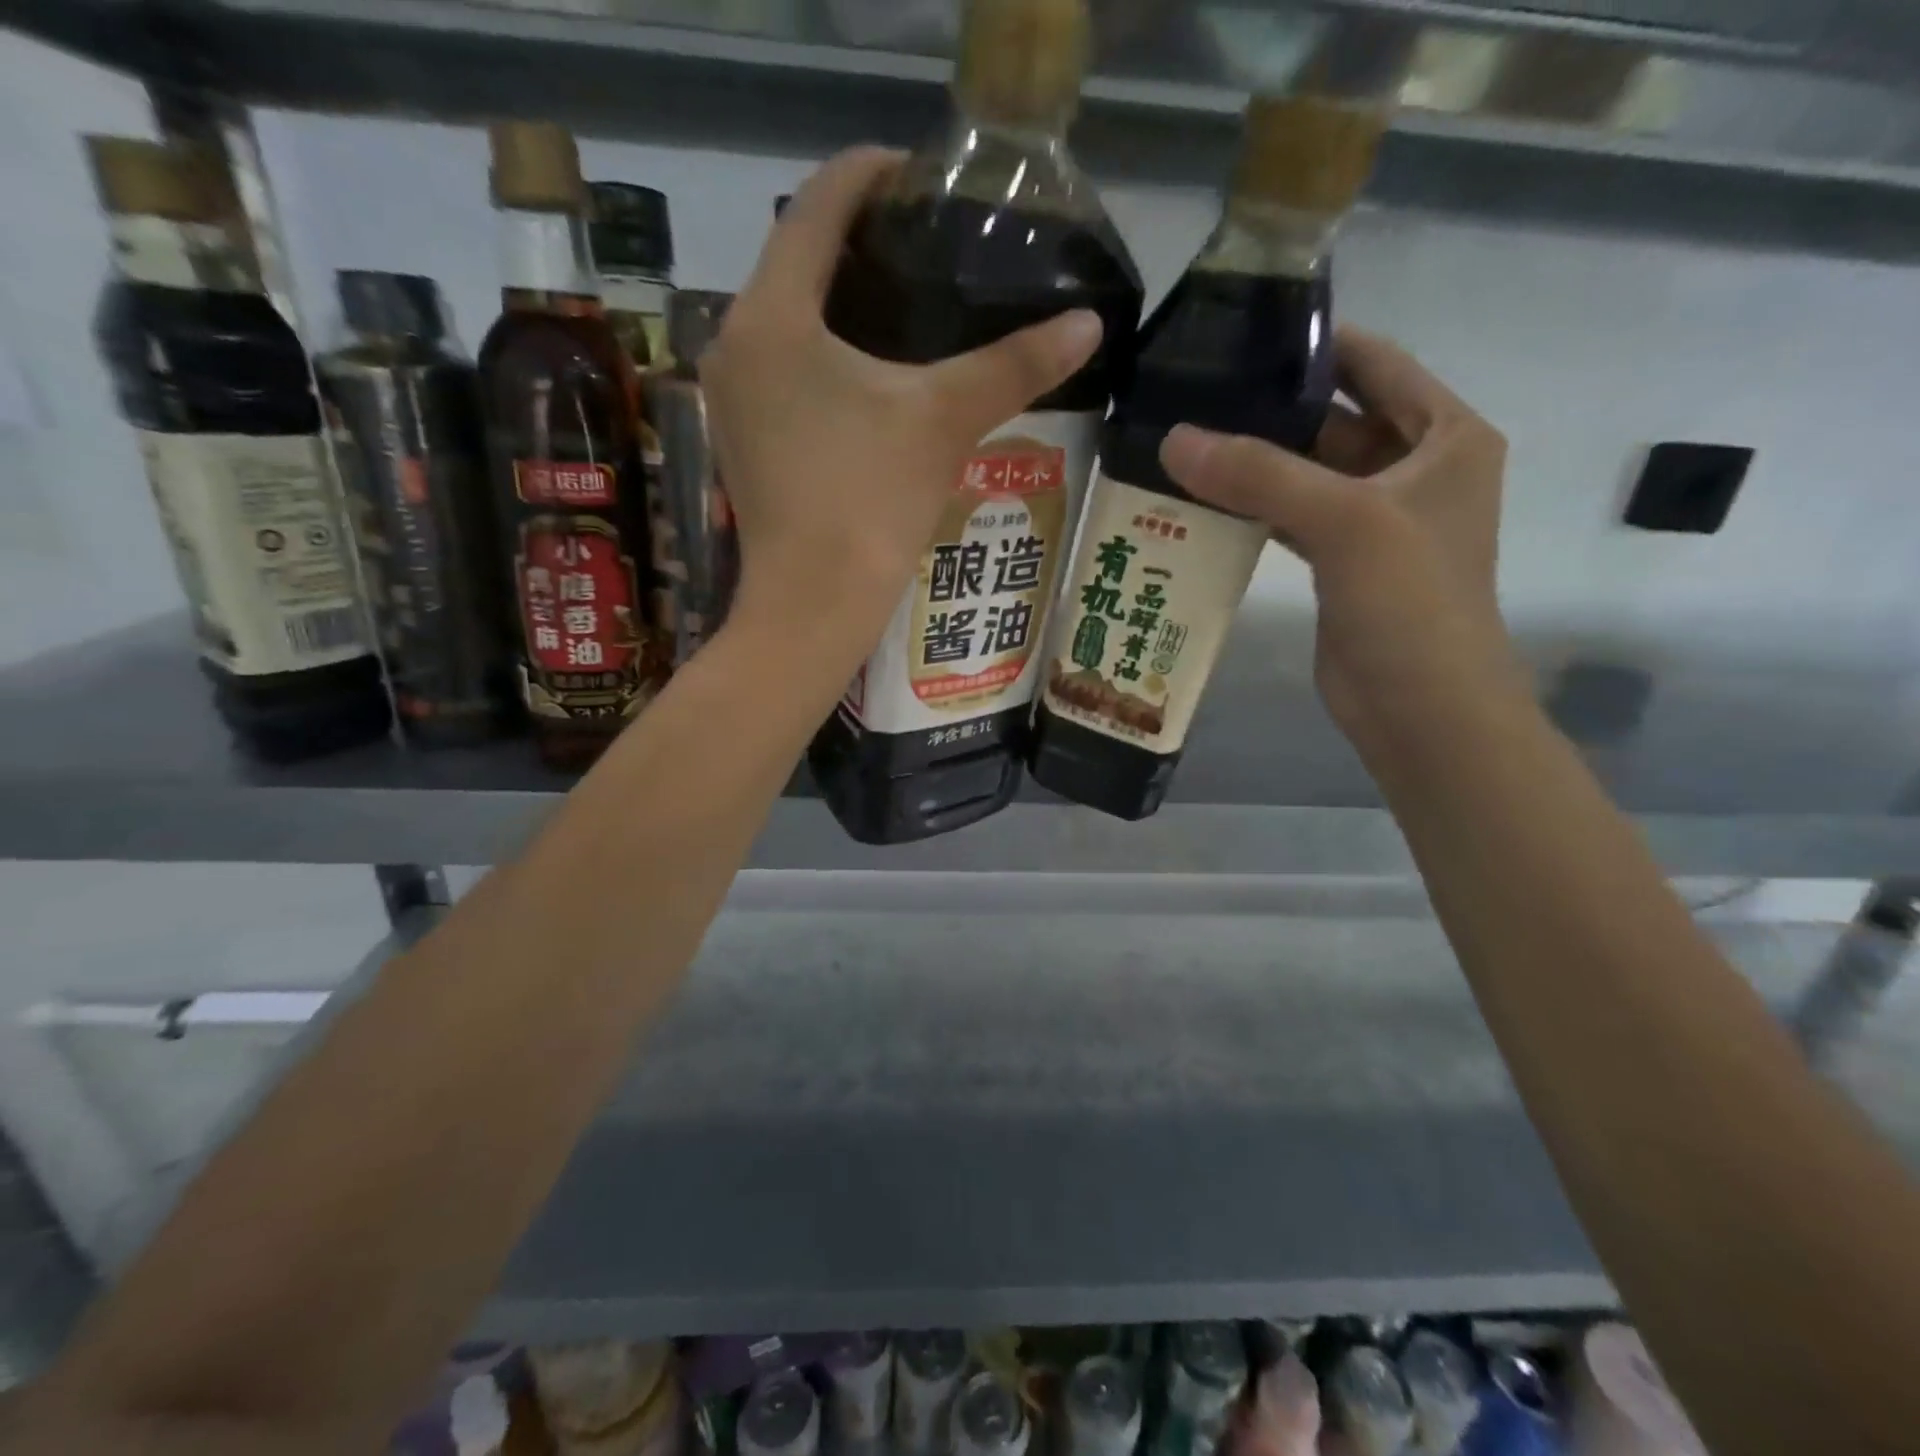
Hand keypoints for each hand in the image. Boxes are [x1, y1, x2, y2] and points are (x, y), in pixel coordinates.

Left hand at [699, 147, 1103, 637]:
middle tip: (925, 242)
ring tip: (906, 300)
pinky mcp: (741, 437)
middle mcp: (735, 341)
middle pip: (795, 259)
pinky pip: (780, 366)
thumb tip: (1088, 324)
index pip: (815, 205)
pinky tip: (869, 370)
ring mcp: (731, 395)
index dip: (870, 175)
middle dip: (859, 241)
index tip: (919, 173)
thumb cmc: (870, 501)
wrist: (815, 602)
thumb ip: (1013, 365)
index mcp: (772, 315)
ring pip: (785, 317)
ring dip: (839, 300)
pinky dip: (821, 351)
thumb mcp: (944, 421)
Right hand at [1159, 325, 1524, 768]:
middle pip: (1334, 419)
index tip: (1243, 331)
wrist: (1422, 707)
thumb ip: (1260, 475)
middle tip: (1193, 393)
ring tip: (1185, 442)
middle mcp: (1415, 468)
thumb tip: (1174, 439)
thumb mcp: (1345, 522)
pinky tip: (1202, 502)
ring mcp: (1377, 520)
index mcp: (1445, 436)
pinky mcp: (1343, 563)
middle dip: (1270, 408)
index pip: (1376, 364)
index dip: (1316, 343)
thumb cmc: (1409, 602)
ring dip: (1255, 463)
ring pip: (1308, 473)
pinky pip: (1293, 518)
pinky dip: (1254, 509)